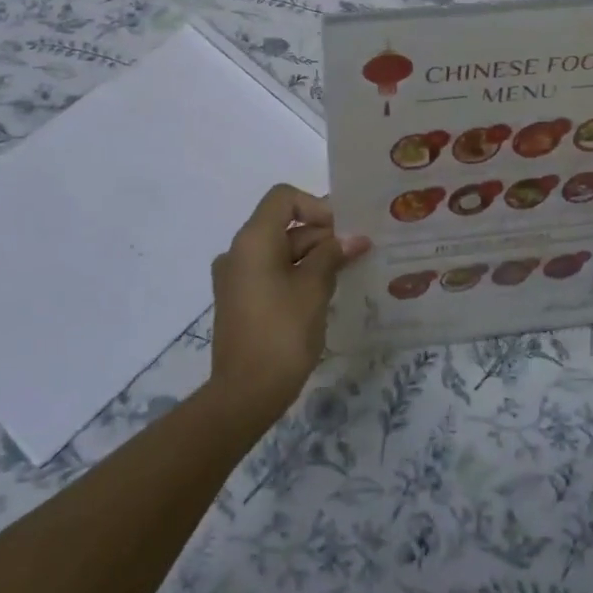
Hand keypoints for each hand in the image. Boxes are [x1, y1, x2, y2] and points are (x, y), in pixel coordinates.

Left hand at [207, 185, 369, 425]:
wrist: (245, 394)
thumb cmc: (282, 332)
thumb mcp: (314, 288)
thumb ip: (333, 255)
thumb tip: (354, 238)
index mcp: (253, 240)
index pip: (284, 198)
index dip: (316, 206)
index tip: (342, 230)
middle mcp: (239, 251)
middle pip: (283, 224)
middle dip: (321, 233)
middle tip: (356, 251)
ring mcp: (236, 277)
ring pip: (279, 250)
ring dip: (312, 255)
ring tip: (347, 271)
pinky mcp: (240, 300)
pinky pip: (271, 272)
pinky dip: (297, 273)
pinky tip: (325, 291)